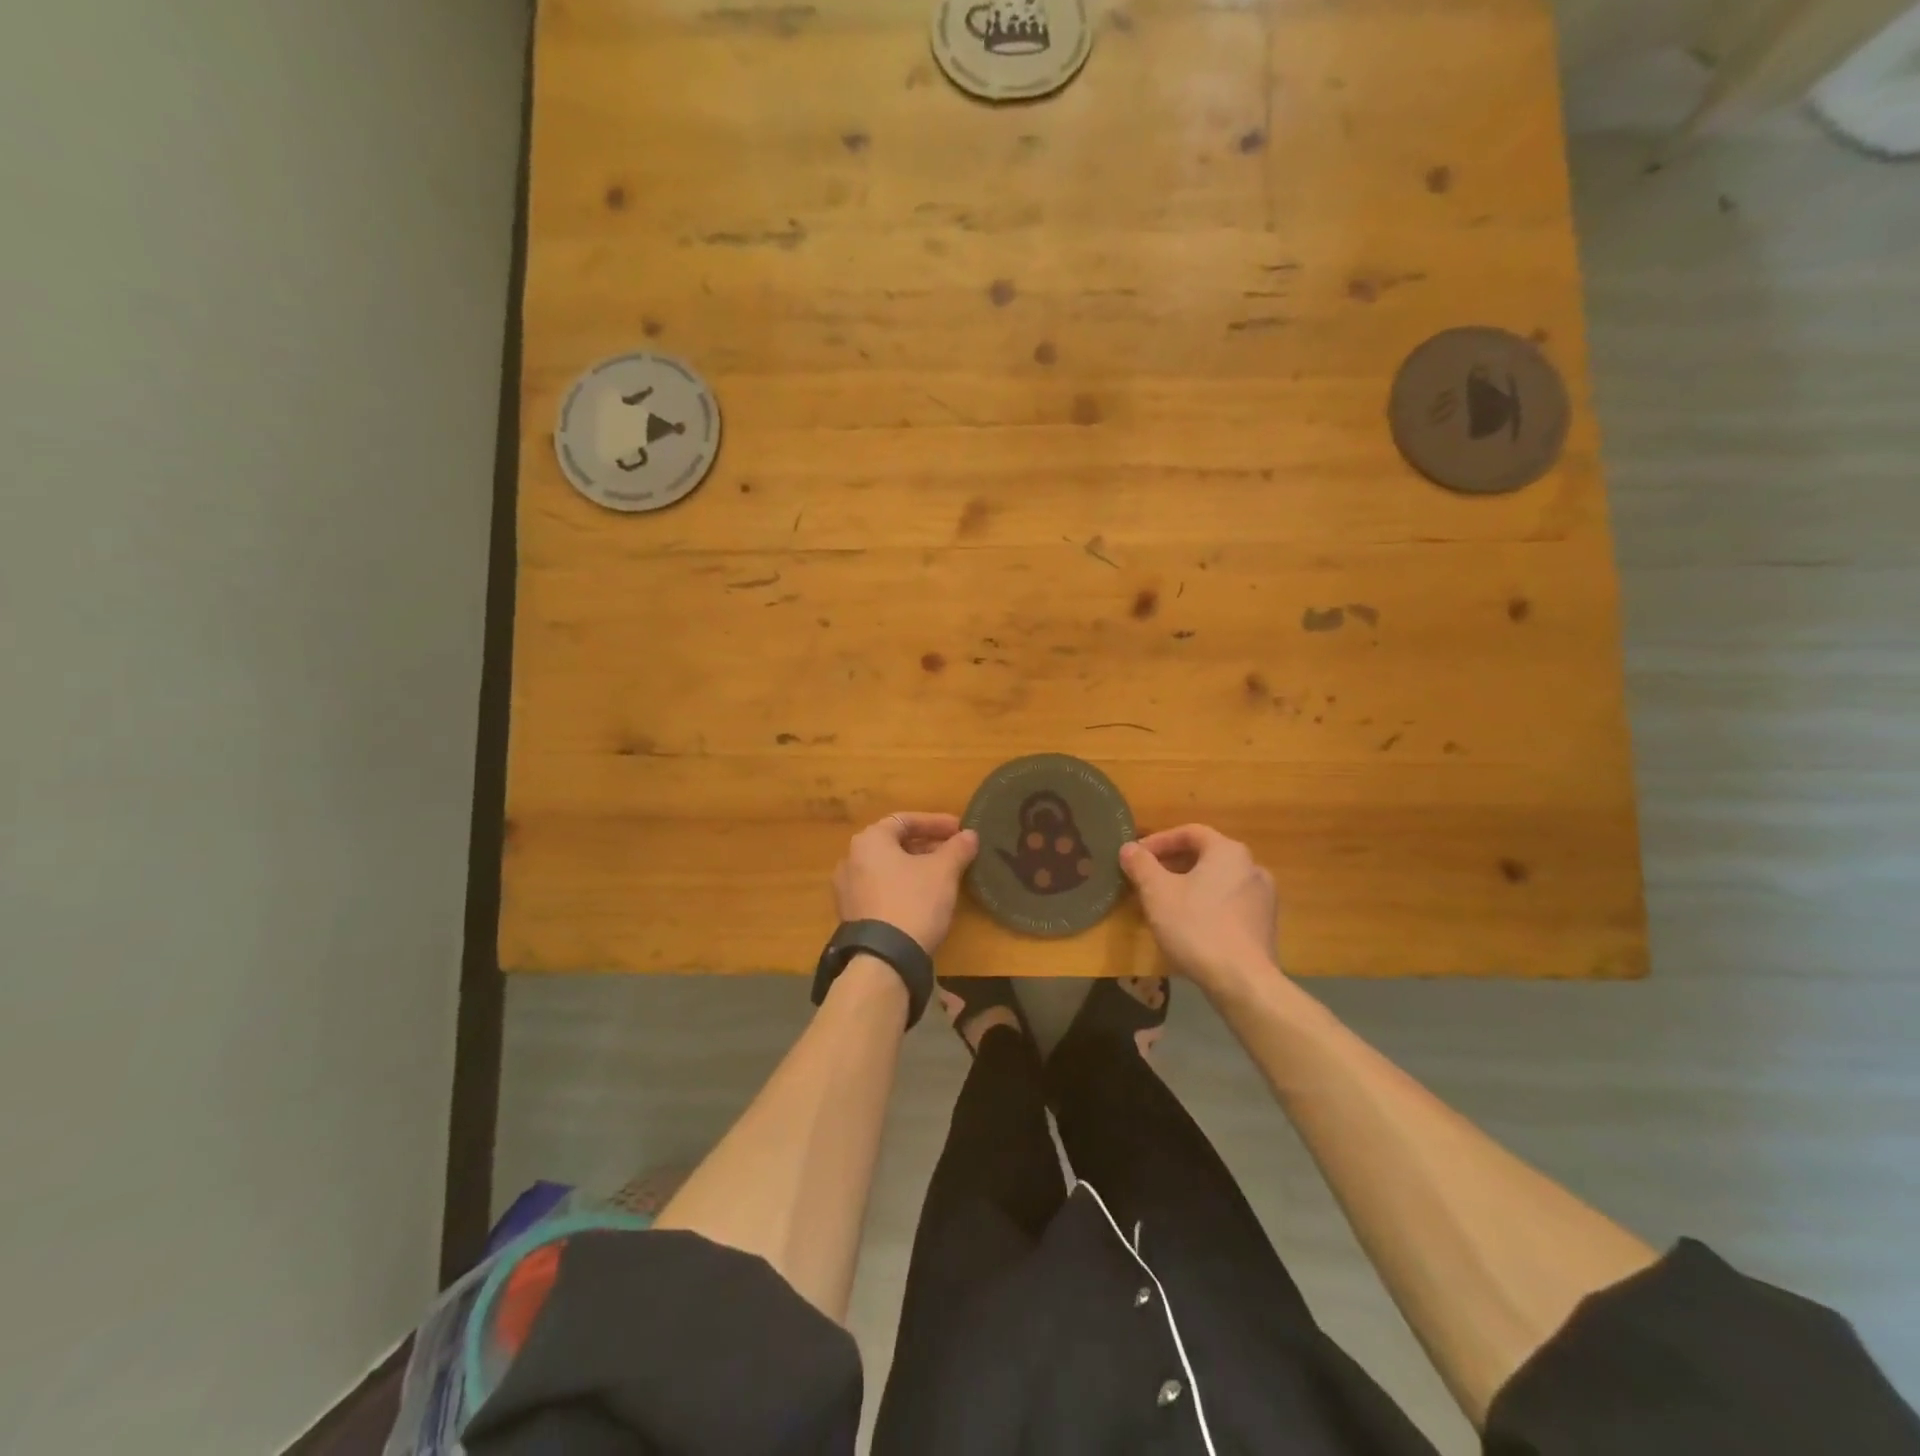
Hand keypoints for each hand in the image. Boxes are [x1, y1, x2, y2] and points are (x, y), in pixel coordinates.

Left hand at [833, 812, 979, 954]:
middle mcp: (851, 858)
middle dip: (927, 845)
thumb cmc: (913, 902)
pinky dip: (902, 886)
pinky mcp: (851, 914)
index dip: (936, 822)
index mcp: (870, 840)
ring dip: (915, 866)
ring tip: (943, 875)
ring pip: (887, 867)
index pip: (905, 820)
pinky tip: (923, 898)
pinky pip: (880, 889)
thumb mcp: (943, 871)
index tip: (960, 830)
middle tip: (954, 852)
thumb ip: (958, 848)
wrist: (883, 959)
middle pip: (894, 843)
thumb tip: (970, 835)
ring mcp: (847, 888)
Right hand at [1120, 825, 1278, 992]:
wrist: (1243, 982)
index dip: (1159, 841)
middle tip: (1146, 879)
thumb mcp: (1157, 893)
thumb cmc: (1196, 927)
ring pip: (1218, 881)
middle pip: (1205, 856)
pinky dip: (1207, 904)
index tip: (1136, 856)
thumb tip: (1129, 848)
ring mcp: (1263, 898)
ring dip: (1189, 885)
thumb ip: (1141, 865)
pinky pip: (1229, 903)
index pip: (1190, 832)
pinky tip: (1189, 925)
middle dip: (1172, 864)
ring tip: (1164, 903)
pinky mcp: (1265, 925)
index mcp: (1228, 851)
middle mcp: (1252, 867)